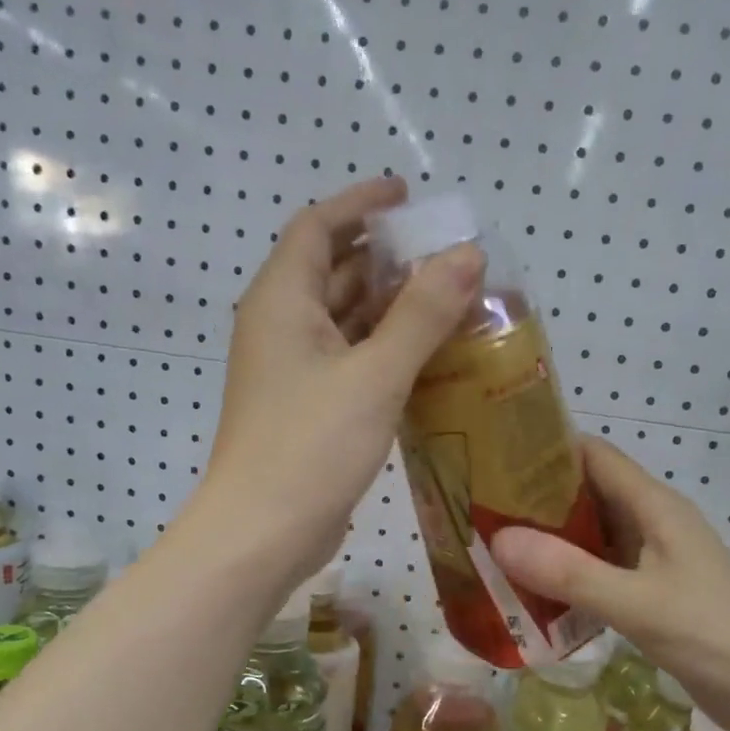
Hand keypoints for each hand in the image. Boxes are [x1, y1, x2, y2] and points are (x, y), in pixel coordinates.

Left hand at [194, 176, 483, 589]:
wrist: (262, 534)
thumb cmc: (311, 447)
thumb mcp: (375, 375)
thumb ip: (422, 314)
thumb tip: (467, 255)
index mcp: (282, 301)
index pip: (318, 226)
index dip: (361, 203)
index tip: (408, 196)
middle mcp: (281, 327)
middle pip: (332, 272)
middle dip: (386, 259)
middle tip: (446, 258)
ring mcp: (291, 372)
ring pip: (343, 321)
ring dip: (390, 309)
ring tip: (450, 303)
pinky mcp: (306, 409)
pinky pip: (348, 362)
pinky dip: (384, 352)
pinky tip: (428, 360)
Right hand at [491, 438, 729, 730]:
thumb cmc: (712, 636)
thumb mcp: (636, 603)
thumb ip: (569, 572)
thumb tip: (497, 538)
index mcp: (655, 507)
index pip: (594, 456)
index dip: (546, 449)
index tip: (494, 458)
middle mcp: (653, 523)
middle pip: (588, 493)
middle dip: (537, 498)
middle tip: (480, 509)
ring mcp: (654, 559)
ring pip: (592, 534)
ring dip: (550, 539)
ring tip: (495, 547)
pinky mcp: (653, 592)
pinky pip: (600, 570)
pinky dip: (568, 575)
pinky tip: (534, 592)